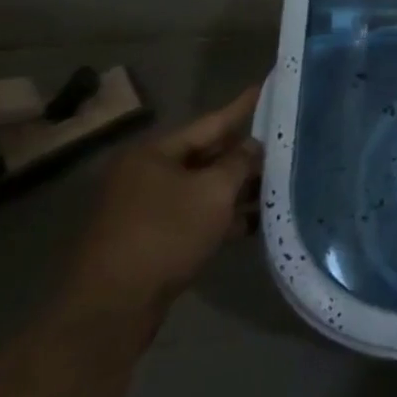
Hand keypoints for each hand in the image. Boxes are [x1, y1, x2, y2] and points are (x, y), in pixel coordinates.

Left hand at [61, 86, 262, 328]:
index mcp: (155, 154)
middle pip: (207, 155)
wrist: (112, 310)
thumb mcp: (214, 191)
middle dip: (245, 154)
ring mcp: (146, 209)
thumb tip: (254, 147)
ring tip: (279, 183)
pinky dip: (222, 216)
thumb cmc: (165, 235)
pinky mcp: (151, 240)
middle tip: (285, 142)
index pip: (211, 122)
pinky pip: (195, 216)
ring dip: (238, 189)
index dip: (243, 107)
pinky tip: (254, 220)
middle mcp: (146, 175)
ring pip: (203, 188)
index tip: (268, 87)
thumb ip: (241, 162)